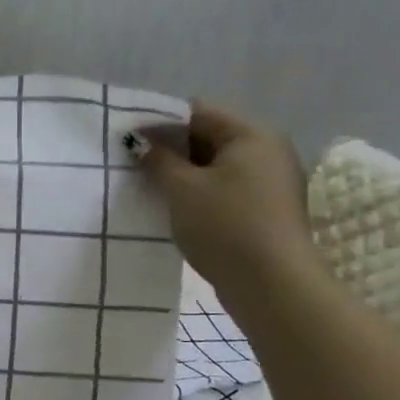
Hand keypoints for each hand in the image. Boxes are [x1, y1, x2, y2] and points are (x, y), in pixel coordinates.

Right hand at [138, 101, 319, 300]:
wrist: (273, 286)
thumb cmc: (226, 226)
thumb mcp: (181, 188)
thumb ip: (157, 159)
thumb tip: (139, 142)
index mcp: (252, 135)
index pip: (197, 112)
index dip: (158, 122)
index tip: (126, 138)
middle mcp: (267, 151)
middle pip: (208, 137)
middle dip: (169, 149)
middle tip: (132, 163)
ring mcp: (270, 183)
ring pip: (215, 166)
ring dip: (182, 174)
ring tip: (147, 186)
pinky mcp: (266, 210)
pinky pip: (224, 189)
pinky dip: (198, 193)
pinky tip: (173, 208)